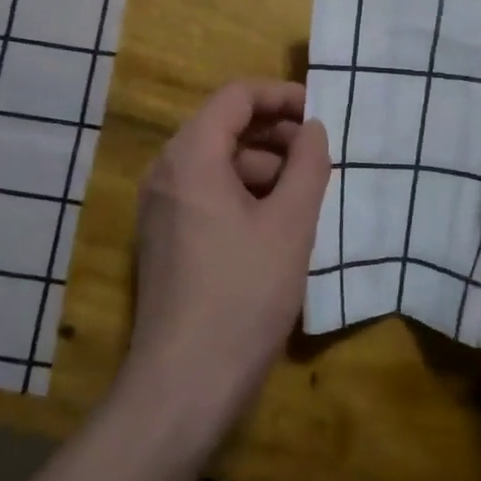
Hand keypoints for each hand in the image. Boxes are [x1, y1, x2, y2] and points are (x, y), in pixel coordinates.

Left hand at [123, 79, 330, 438]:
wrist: (183, 384)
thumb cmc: (242, 295)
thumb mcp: (290, 225)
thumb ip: (307, 166)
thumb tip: (314, 130)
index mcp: (191, 156)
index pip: (236, 97)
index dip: (281, 96)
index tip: (320, 113)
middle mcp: (166, 171)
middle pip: (224, 127)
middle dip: (275, 134)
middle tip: (319, 156)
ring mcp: (160, 206)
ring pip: (217, 163)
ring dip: (263, 167)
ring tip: (305, 193)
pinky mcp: (164, 237)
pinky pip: (206, 194)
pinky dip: (243, 194)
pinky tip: (276, 224)